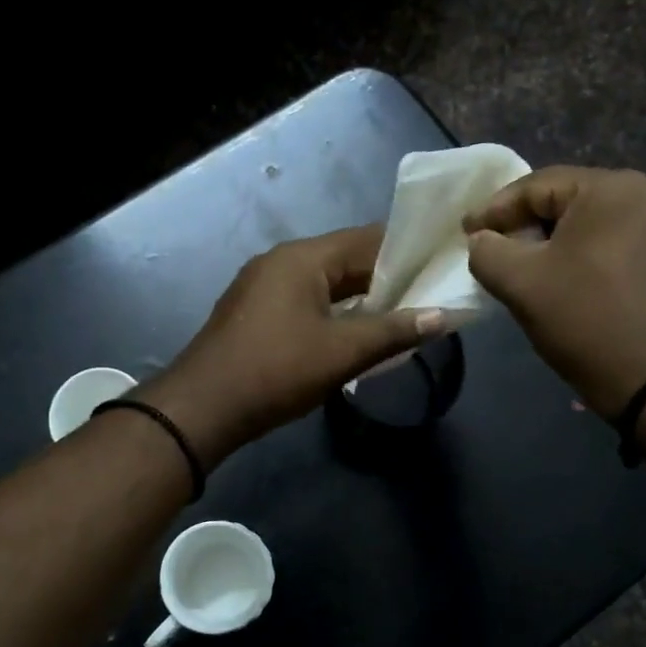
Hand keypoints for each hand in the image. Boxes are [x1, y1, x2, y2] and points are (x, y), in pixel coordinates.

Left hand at [145, 225, 443, 464]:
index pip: (368, 239)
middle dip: (387, 279)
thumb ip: (394, 331)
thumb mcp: (341, 353)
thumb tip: (442, 316)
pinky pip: (306, 301)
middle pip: (346, 260)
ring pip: (326, 284)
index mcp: (303, 258)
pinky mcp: (256, 312)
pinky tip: (357, 334)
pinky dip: (335, 312)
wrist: (203, 407)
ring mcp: (264, 286)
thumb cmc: (276, 371)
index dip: (408, 251)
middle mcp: (282, 261)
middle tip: (430, 298)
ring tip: (402, 318)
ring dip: (361, 299)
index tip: (441, 267)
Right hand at [464, 166, 645, 418]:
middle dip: (527, 224)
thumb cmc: (586, 321)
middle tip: (494, 247)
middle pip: (570, 201)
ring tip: (529, 266)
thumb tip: (483, 240)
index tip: (466, 232)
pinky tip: (572, 281)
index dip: (495, 209)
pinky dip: (589, 256)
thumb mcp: (520, 284)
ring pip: (596, 224)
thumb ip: (487, 251)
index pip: (537, 185)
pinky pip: (621, 244)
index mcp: (612, 188)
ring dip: (558, 242)